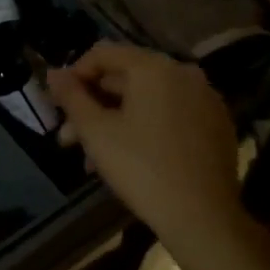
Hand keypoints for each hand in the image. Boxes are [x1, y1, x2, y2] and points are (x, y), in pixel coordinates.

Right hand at [47, 42, 243, 245]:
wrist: (202, 216)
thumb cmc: (140, 167)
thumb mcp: (95, 131)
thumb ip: (71, 97)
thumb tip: (52, 74)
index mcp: (154, 68)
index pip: (103, 53)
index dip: (74, 75)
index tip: (58, 105)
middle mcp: (184, 73)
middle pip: (126, 78)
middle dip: (93, 105)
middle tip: (69, 139)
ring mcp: (205, 100)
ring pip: (147, 100)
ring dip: (115, 121)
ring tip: (92, 159)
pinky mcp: (216, 126)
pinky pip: (170, 115)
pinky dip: (145, 128)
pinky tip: (128, 158)